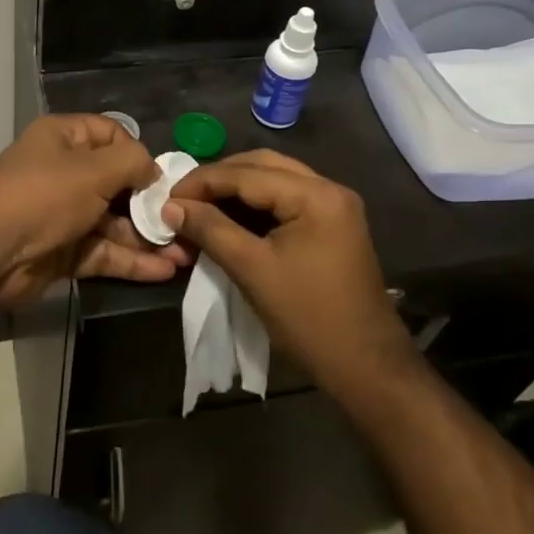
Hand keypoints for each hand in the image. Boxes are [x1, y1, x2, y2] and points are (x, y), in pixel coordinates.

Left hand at [0, 115, 185, 307]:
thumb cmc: (42, 196)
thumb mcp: (93, 170)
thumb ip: (131, 163)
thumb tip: (153, 170)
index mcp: (63, 138)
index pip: (111, 134)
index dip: (138, 153)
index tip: (162, 178)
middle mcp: (64, 172)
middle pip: (116, 182)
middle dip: (150, 203)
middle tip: (184, 221)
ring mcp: (63, 214)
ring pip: (113, 222)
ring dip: (146, 237)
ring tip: (186, 252)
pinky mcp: (63, 251)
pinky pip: (103, 251)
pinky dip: (131, 260)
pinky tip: (165, 270)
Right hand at [163, 151, 416, 401]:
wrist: (366, 367)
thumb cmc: (308, 318)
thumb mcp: (252, 270)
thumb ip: (210, 229)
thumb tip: (171, 207)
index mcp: (315, 195)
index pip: (247, 173)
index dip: (203, 182)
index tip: (168, 197)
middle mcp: (329, 189)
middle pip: (262, 166)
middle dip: (219, 179)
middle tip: (183, 198)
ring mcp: (334, 206)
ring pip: (274, 180)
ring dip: (236, 189)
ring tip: (201, 206)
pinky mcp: (333, 224)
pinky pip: (286, 199)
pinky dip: (256, 205)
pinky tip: (230, 217)